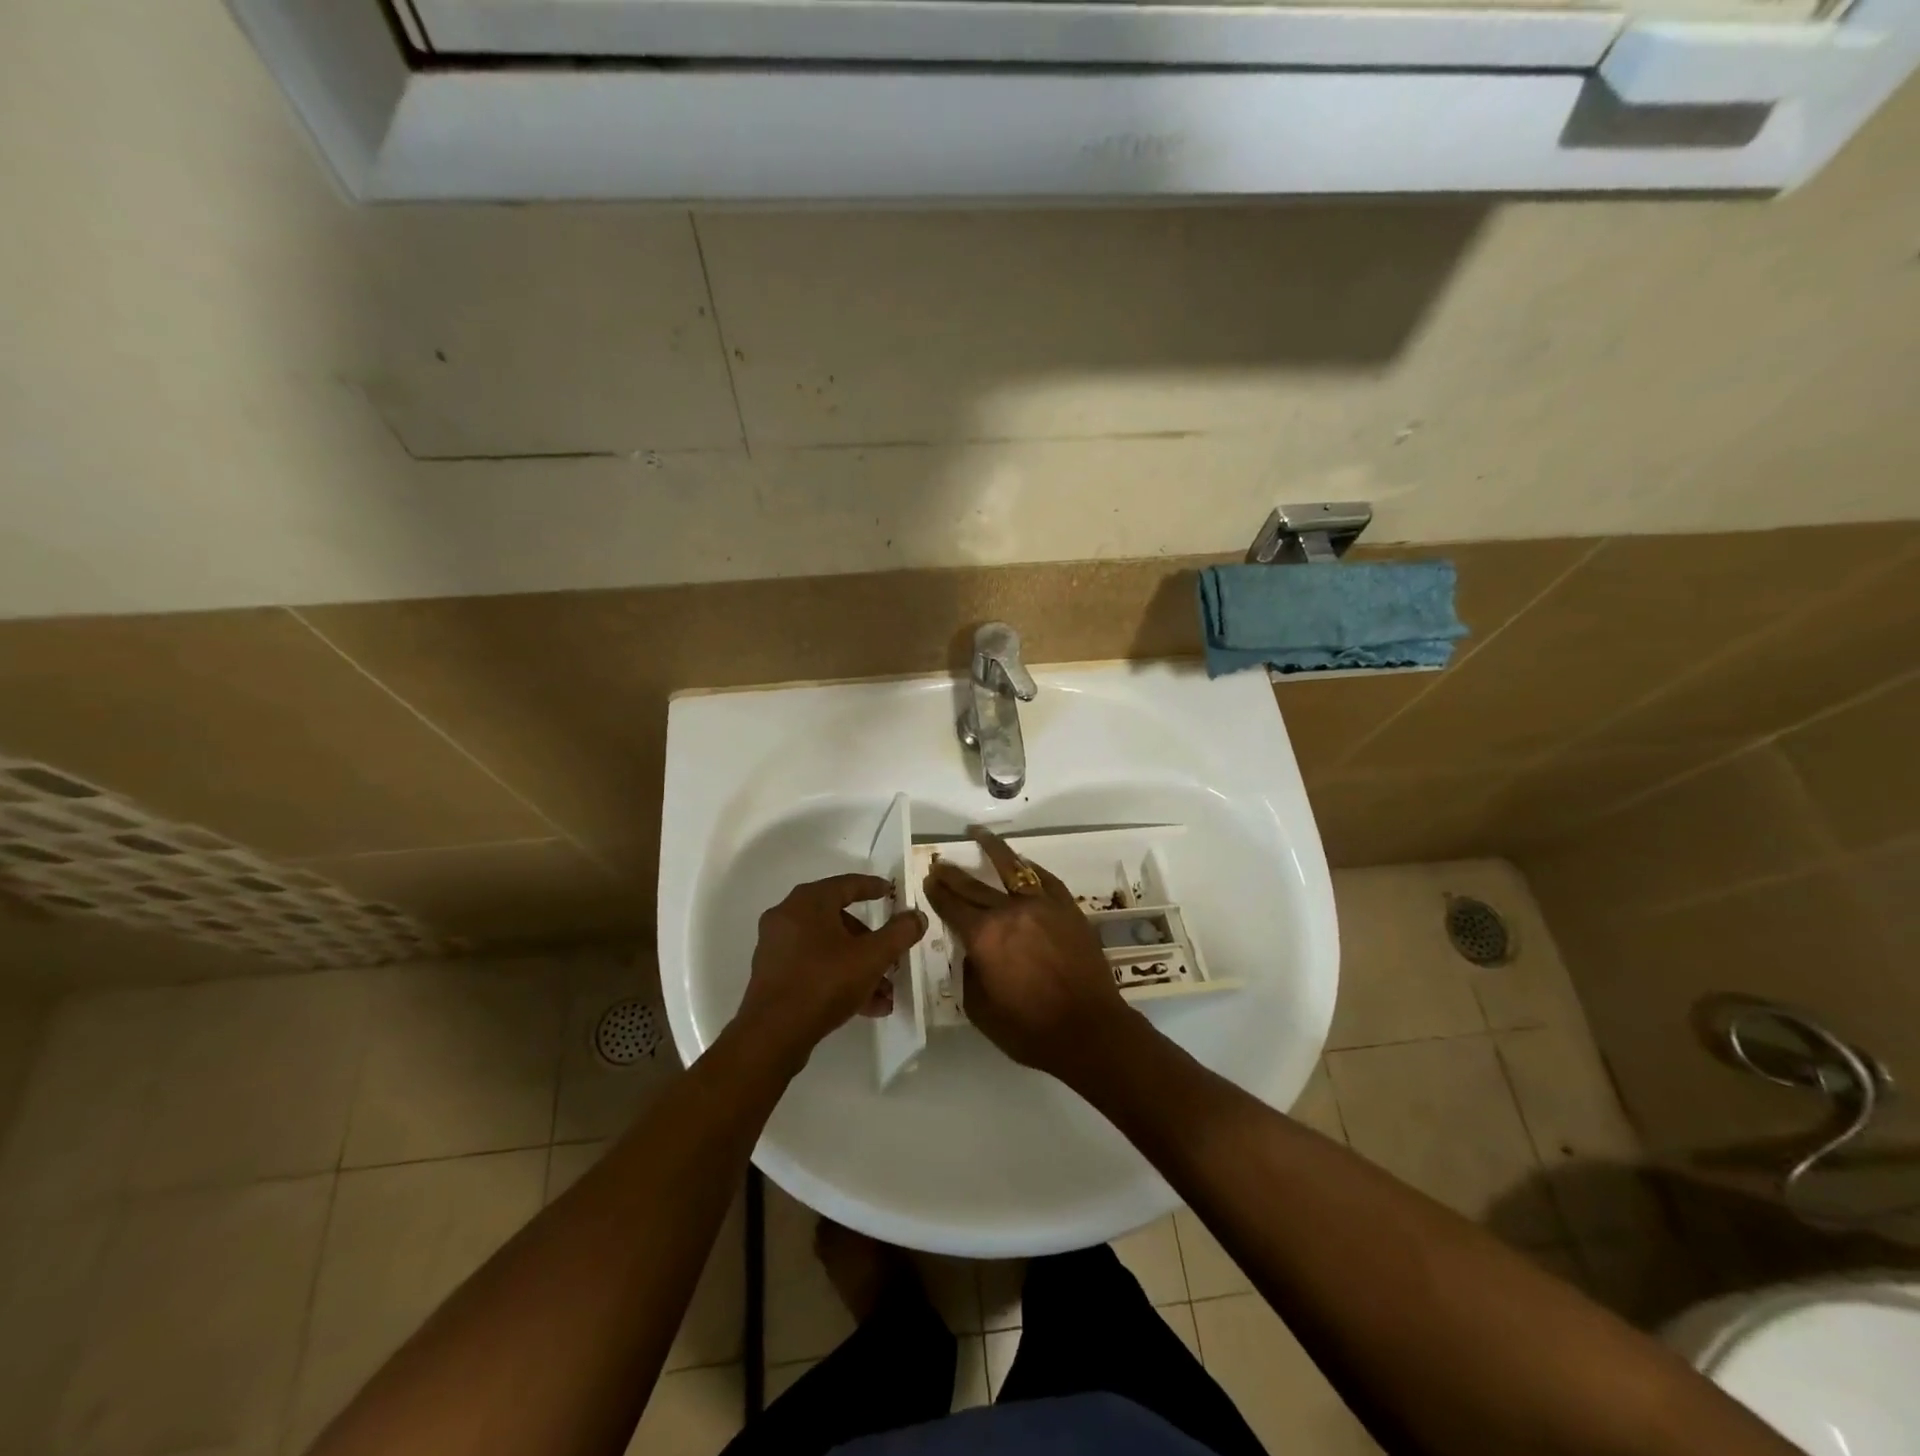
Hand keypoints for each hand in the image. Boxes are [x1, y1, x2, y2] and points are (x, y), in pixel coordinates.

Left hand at [739, 874, 926, 1053]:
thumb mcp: (871, 957)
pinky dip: (839, 979)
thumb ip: (899, 933)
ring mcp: (777, 947)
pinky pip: (814, 967)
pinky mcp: (773, 975)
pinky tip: (867, 1007)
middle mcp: (788, 916)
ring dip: (859, 966)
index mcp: (808, 902)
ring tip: (885, 994)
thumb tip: (917, 916)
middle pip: (838, 920)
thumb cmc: (824, 983)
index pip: (846, 884)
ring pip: (828, 949)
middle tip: (892, 955)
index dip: (872, 887)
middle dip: (870, 942)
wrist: (772, 1035)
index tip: (890, 892)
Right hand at [921, 828, 1130, 1080]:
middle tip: (940, 863)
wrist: (1089, 1030)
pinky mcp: (1068, 908)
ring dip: (991, 848)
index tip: (928, 880)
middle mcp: (1009, 911)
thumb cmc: (1029, 1029)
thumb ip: (970, 971)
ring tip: (977, 833)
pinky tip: (1022, 862)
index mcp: (983, 936)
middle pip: (974, 885)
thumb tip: (973, 949)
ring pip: (1012, 867)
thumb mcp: (980, 1008)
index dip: (937, 892)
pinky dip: (1029, 868)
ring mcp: (1042, 905)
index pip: (952, 906)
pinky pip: (1044, 879)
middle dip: (953, 873)